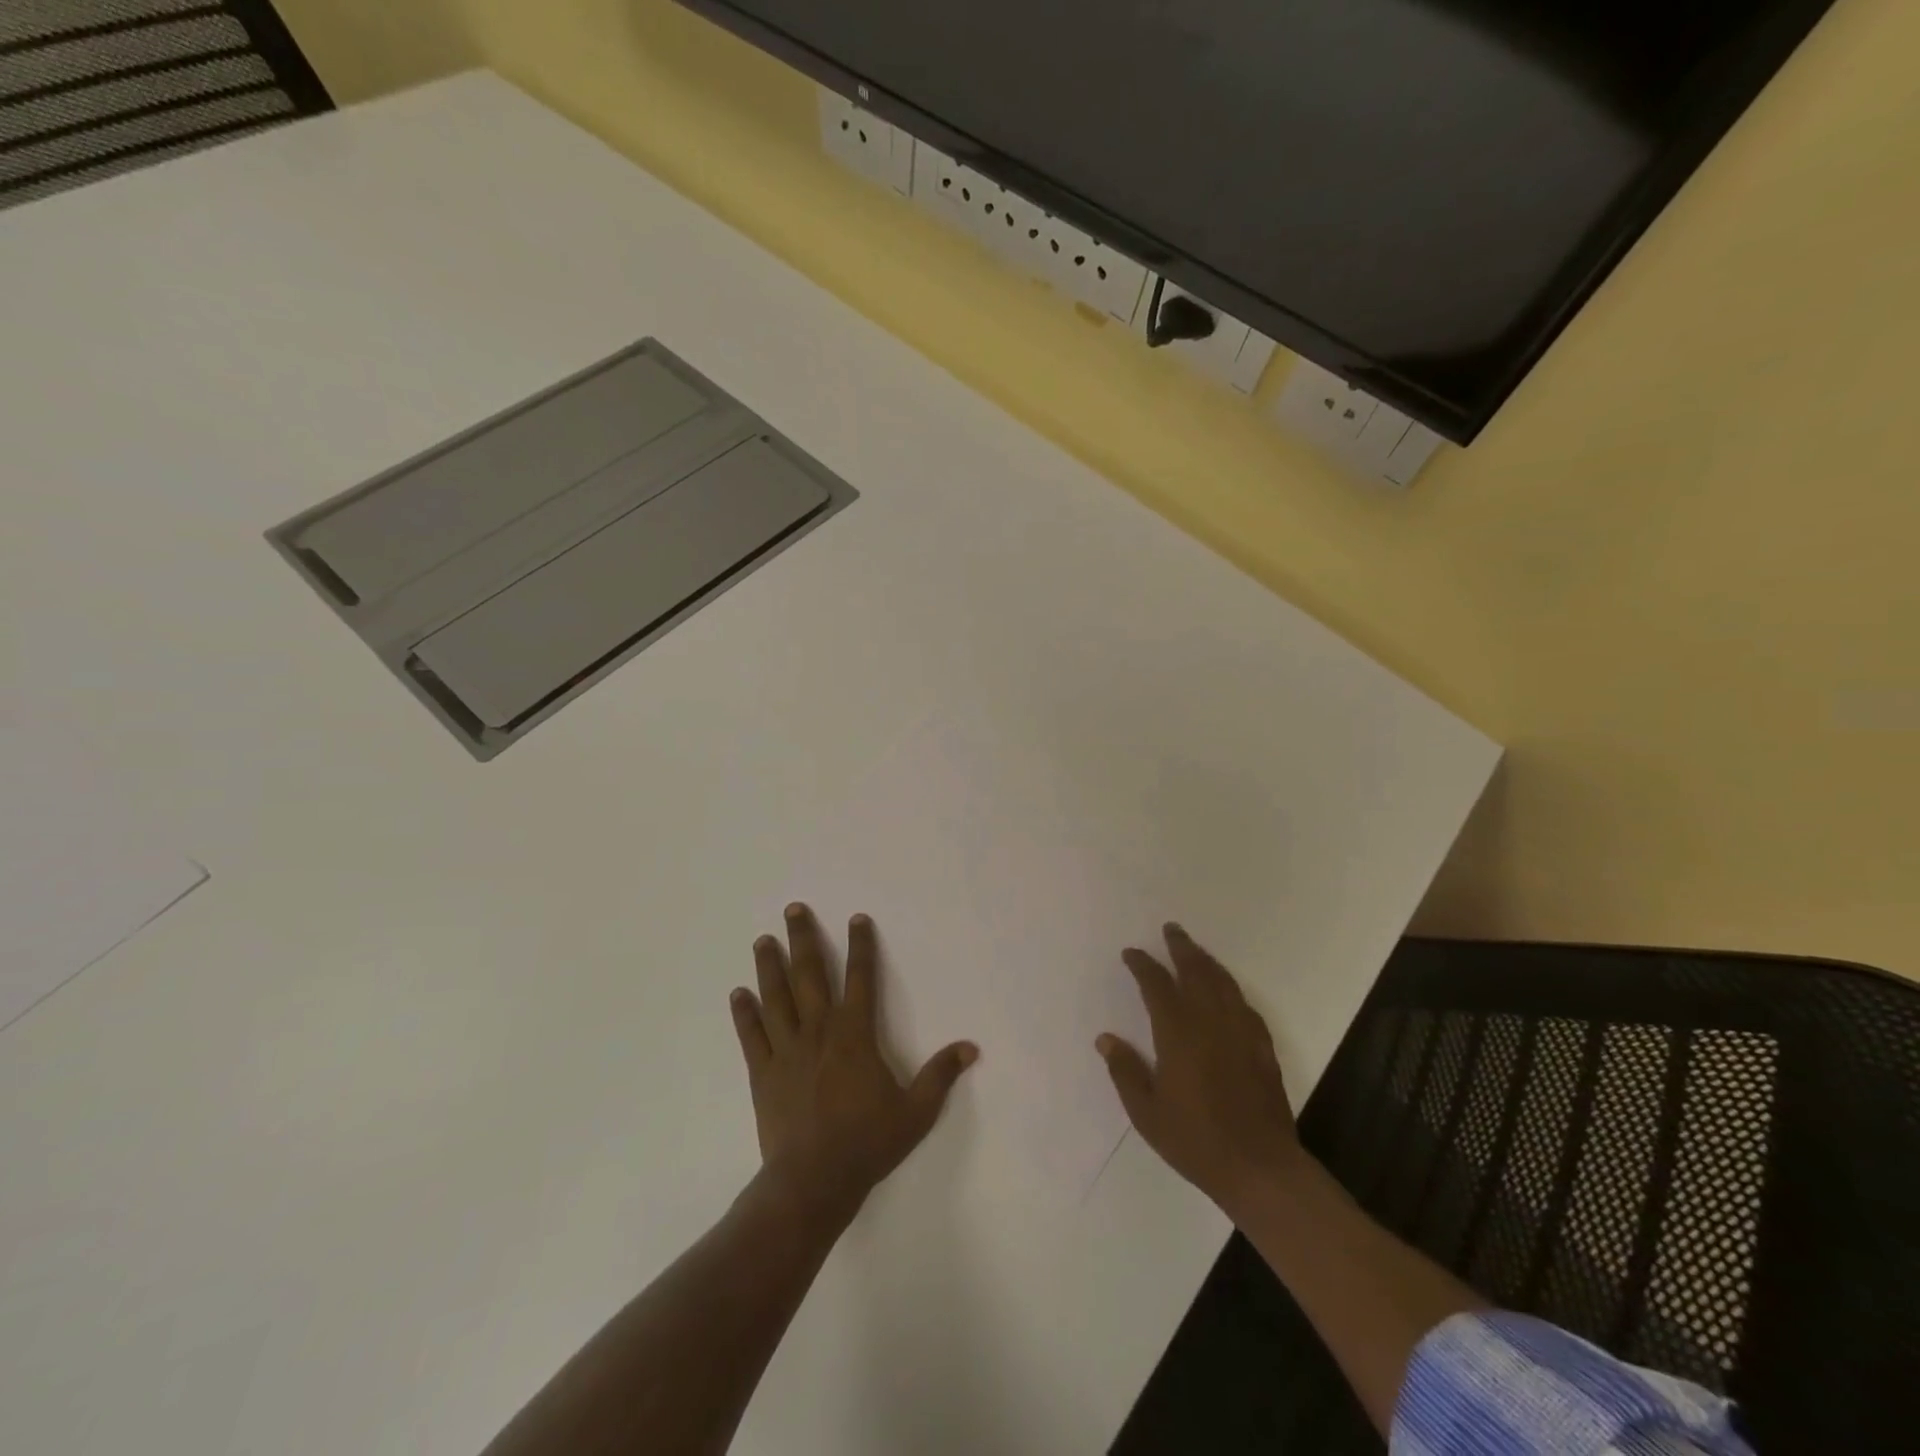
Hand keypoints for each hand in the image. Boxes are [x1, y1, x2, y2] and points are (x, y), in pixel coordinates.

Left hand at [731, 904, 976, 1225]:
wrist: (814, 1182)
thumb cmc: (868, 1142)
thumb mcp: (916, 1111)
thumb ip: (941, 1075)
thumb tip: (970, 1047)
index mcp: (855, 1034)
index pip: (861, 978)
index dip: (861, 946)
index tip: (856, 918)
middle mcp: (819, 1031)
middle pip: (810, 975)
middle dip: (804, 939)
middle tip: (793, 909)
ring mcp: (787, 1051)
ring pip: (776, 998)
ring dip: (770, 966)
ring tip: (763, 939)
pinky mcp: (763, 1073)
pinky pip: (752, 1036)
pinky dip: (744, 1014)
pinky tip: (737, 993)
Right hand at [1097, 924, 1303, 1217]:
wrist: (1259, 1167)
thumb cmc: (1195, 1140)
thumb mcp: (1146, 1112)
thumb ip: (1125, 1071)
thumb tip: (1105, 1038)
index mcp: (1178, 1033)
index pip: (1156, 985)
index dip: (1142, 965)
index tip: (1131, 953)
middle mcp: (1210, 1022)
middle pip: (1195, 972)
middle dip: (1181, 948)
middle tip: (1171, 930)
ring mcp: (1241, 1032)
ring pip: (1223, 983)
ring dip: (1207, 962)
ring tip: (1195, 950)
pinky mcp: (1262, 1048)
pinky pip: (1244, 1005)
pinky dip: (1231, 990)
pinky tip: (1227, 992)